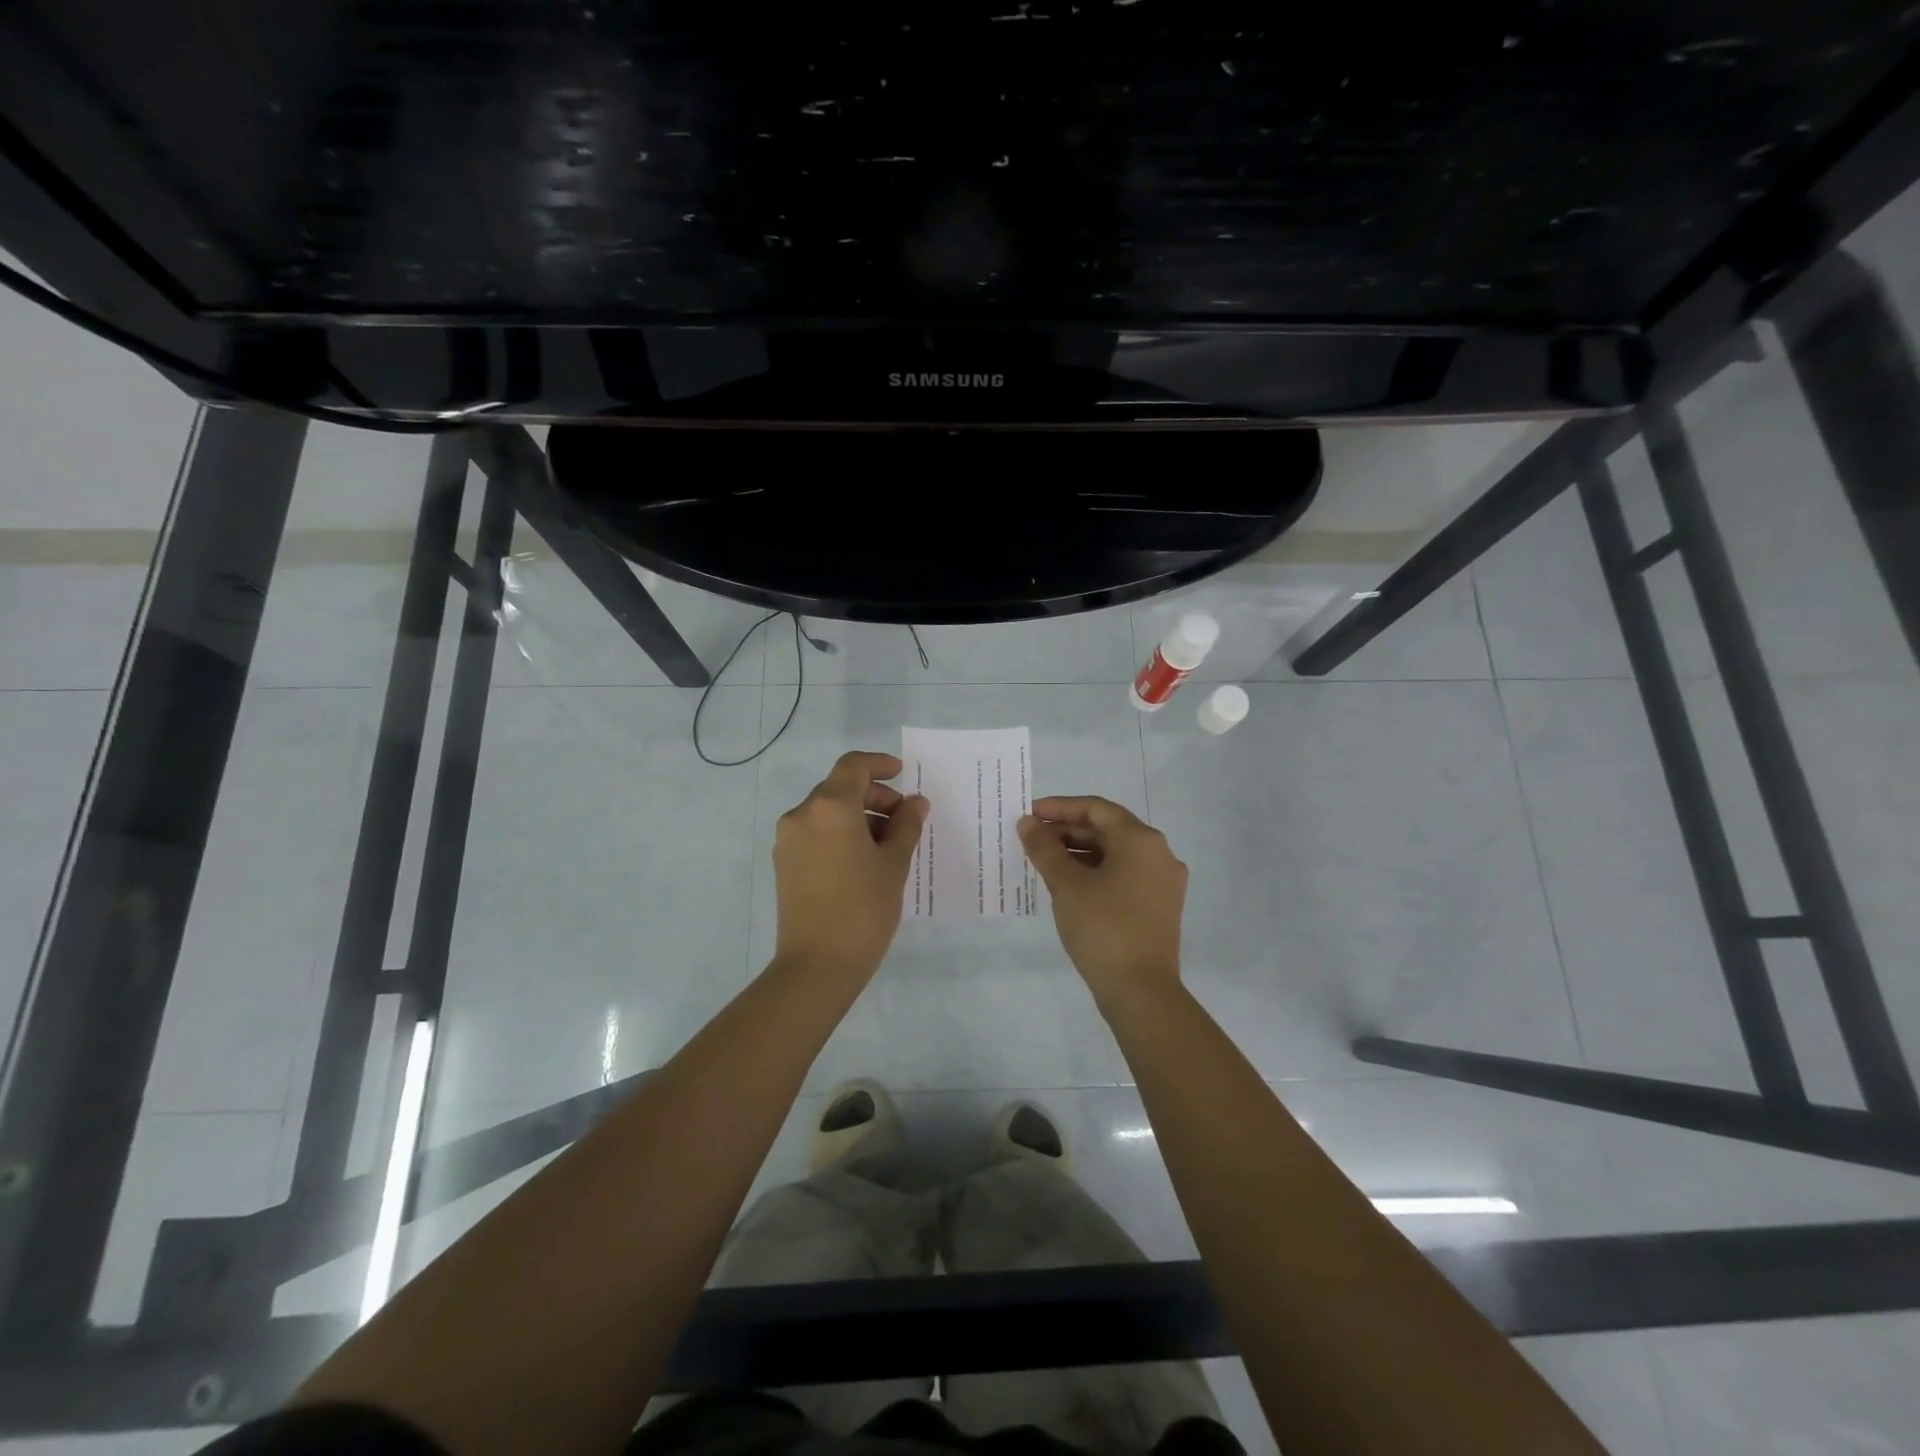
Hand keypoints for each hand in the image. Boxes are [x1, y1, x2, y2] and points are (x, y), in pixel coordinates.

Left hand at [772, 751, 929, 982]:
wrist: (817, 966)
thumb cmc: (863, 909)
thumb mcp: (894, 864)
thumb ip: (907, 825)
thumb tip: (915, 803)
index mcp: (829, 807)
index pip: (853, 766)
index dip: (880, 764)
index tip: (903, 775)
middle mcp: (802, 815)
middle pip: (840, 788)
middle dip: (874, 796)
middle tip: (904, 820)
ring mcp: (788, 840)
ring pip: (827, 811)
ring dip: (859, 816)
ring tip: (888, 845)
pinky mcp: (784, 863)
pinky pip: (816, 833)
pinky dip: (840, 833)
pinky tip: (864, 861)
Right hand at [1019, 795, 1187, 1004]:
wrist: (1141, 991)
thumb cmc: (1102, 928)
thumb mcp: (1066, 885)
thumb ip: (1045, 848)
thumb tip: (1028, 823)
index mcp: (1141, 840)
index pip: (1096, 809)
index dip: (1060, 807)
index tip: (1030, 813)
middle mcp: (1159, 854)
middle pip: (1108, 829)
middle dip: (1068, 830)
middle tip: (1032, 837)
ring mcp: (1163, 881)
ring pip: (1116, 853)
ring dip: (1080, 851)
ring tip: (1044, 859)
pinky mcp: (1160, 906)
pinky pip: (1124, 874)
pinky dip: (1096, 871)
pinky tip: (1069, 883)